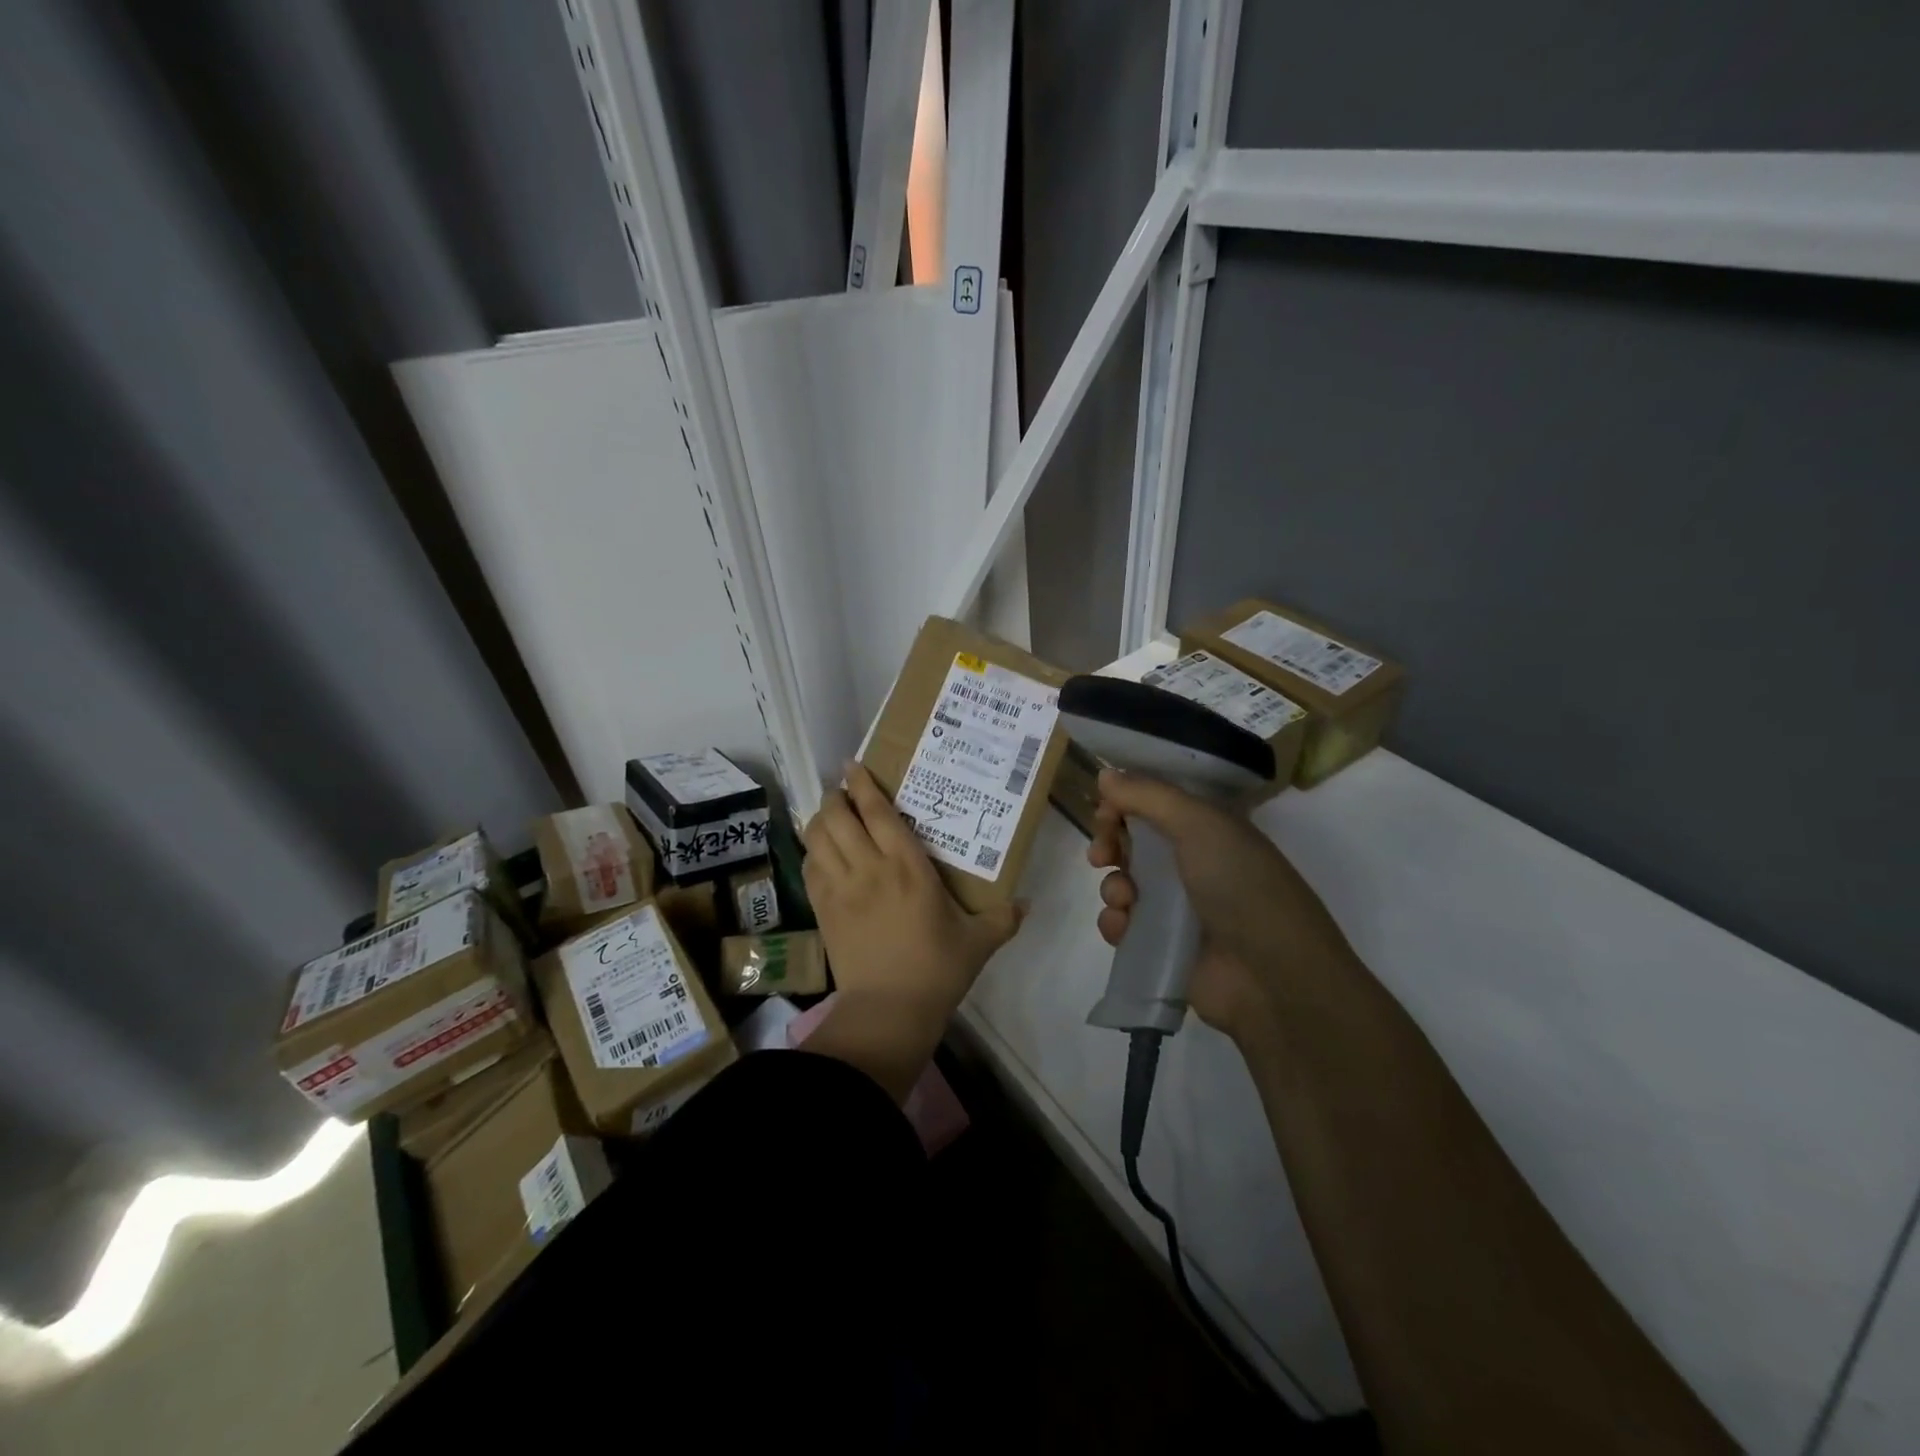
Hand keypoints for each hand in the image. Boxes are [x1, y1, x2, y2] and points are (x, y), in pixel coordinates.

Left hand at [803, 762, 1024, 1022]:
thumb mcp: (978, 942)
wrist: (888, 1011)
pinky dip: (812, 852)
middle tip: (844, 792)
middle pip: (837, 816)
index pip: (877, 812)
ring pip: (817, 838)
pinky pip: (809, 868)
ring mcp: (840, 888)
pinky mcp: (823, 910)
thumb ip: (1003, 919)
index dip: (862, 784)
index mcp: (907, 866)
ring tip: (830, 816)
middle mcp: (868, 868)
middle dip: (836, 797)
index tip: (854, 765)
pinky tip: (821, 854)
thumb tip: (1026, 903)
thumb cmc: (937, 970)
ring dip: (820, 820)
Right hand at [1088, 768, 1353, 1041]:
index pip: (1155, 804)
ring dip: (1113, 885)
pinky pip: (1123, 925)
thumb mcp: (1199, 824)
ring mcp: (1177, 907)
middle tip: (1101, 854)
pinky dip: (1116, 922)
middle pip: (1133, 842)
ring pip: (1124, 883)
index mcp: (1208, 829)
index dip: (1125, 803)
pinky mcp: (1162, 945)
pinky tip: (1123, 926)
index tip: (1104, 809)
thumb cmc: (1240, 885)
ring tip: (1124, 898)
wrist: (1271, 975)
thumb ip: (1149, 795)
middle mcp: (1192, 863)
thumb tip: (1105, 773)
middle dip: (1110, 843)